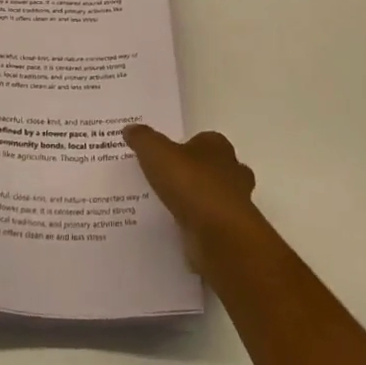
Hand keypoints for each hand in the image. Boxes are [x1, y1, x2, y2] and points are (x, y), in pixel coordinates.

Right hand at [123, 124, 261, 271]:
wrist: (219, 236)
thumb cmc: (191, 184)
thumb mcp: (156, 153)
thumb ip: (143, 139)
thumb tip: (129, 128)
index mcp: (217, 147)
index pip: (204, 140)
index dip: (187, 146)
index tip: (167, 155)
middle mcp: (232, 172)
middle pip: (215, 168)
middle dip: (197, 174)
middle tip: (167, 181)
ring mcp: (236, 205)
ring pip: (216, 197)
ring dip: (199, 202)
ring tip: (169, 207)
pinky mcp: (232, 233)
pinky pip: (212, 224)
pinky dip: (199, 227)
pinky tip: (178, 231)